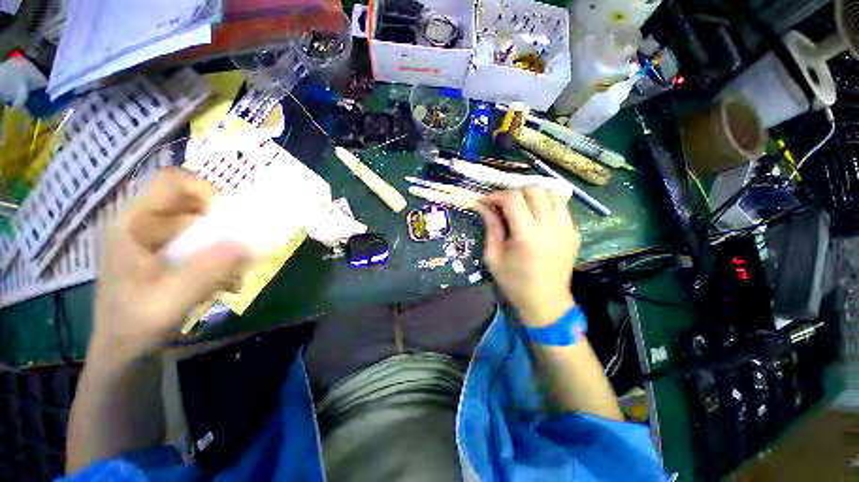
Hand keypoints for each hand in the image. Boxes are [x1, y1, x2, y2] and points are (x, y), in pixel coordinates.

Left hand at [92, 169, 246, 361]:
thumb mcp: (171, 300)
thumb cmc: (135, 326)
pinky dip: (220, 261)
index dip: (205, 190)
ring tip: (234, 276)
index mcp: (132, 224)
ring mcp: (156, 241)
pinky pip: (202, 246)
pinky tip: (225, 284)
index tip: (231, 217)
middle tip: (241, 251)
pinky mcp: (167, 255)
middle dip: (223, 227)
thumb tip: (247, 244)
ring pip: (202, 228)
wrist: (122, 352)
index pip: (172, 182)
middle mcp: (143, 225)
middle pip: (193, 205)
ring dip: (225, 248)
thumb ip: (207, 270)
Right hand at [477, 187, 578, 326]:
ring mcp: (566, 228)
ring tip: (522, 206)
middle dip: (514, 193)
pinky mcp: (574, 232)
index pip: (513, 198)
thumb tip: (483, 206)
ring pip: (552, 193)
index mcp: (527, 234)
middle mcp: (550, 226)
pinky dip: (547, 204)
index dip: (497, 195)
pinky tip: (536, 216)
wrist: (545, 301)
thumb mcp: (494, 257)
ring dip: (533, 195)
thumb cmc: (514, 282)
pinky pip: (561, 206)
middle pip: (534, 190)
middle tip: (503, 205)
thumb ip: (491, 227)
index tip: (487, 202)